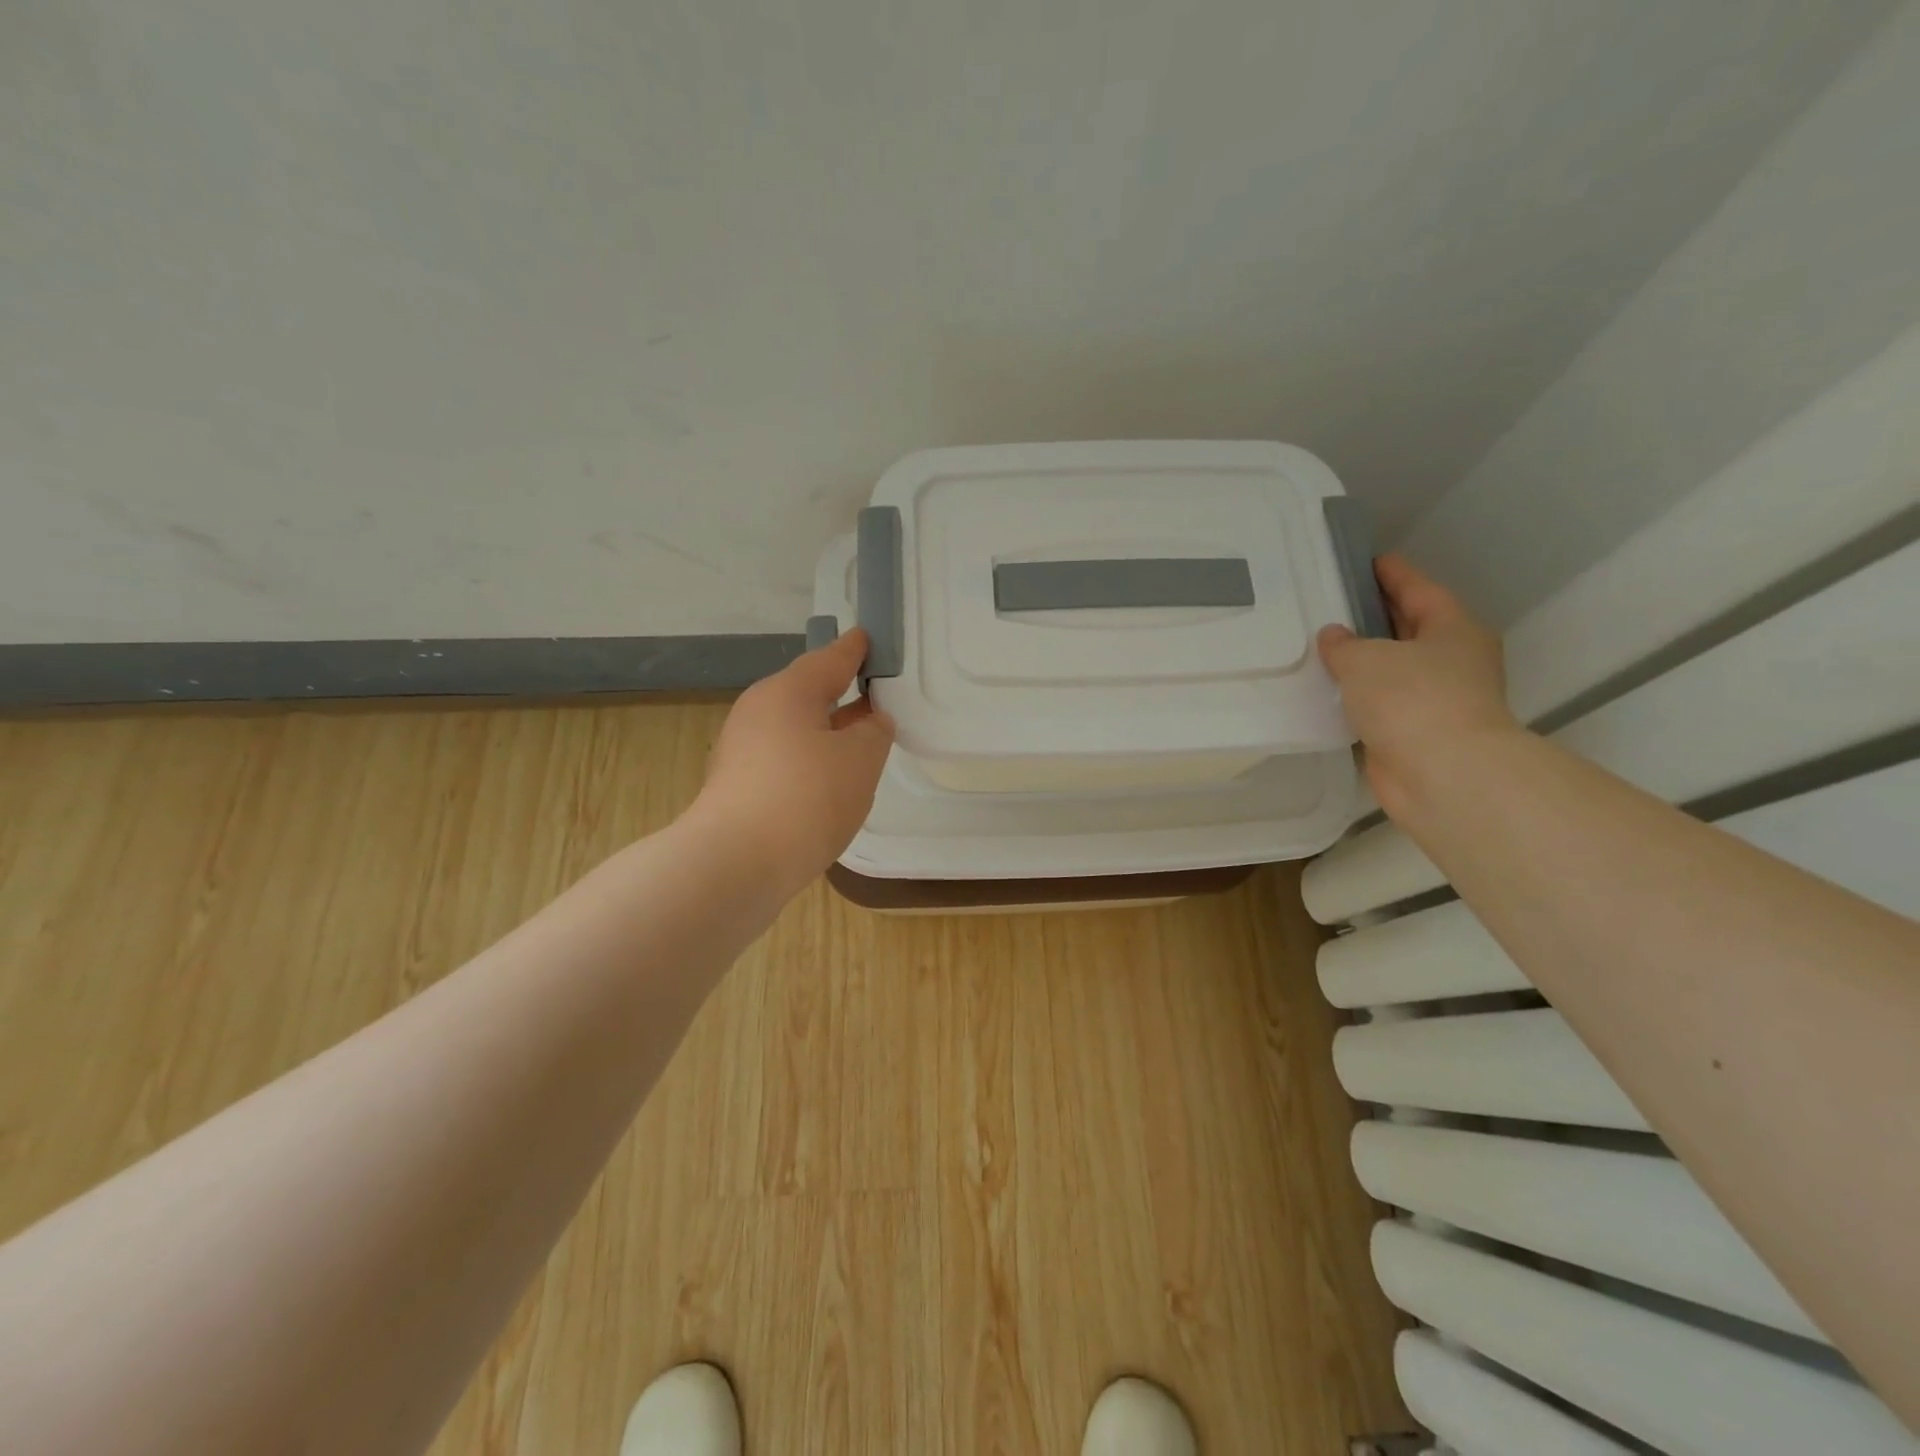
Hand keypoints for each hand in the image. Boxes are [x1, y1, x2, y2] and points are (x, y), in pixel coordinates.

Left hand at [692, 629, 895, 895]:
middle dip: (841, 693)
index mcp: (788, 691)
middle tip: (875, 693)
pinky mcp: (737, 786)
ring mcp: (742, 750)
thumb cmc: (806, 798)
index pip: (830, 659)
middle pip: (807, 693)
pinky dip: (810, 761)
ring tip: (860, 740)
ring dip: (827, 732)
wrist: (735, 865)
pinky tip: (829, 781)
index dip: (855, 649)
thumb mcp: (860, 760)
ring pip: (795, 729)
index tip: (868, 638)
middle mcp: (758, 712)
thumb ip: (873, 733)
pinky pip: (784, 759)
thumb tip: (869, 722)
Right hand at [1316, 554, 1522, 819]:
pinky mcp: (1415, 734)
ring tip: (1319, 649)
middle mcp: (1451, 660)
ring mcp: (1436, 700)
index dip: (1391, 574)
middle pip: (1408, 628)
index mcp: (1452, 629)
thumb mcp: (1367, 659)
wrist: (1443, 774)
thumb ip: (1344, 644)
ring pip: (1393, 670)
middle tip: (1332, 604)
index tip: (1366, 561)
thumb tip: (1334, 636)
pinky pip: (1380, 705)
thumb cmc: (1412, 699)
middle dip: (1374, 617)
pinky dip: (1358, 699)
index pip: (1417, 589)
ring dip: (1363, 663)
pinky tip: (1327, 694)